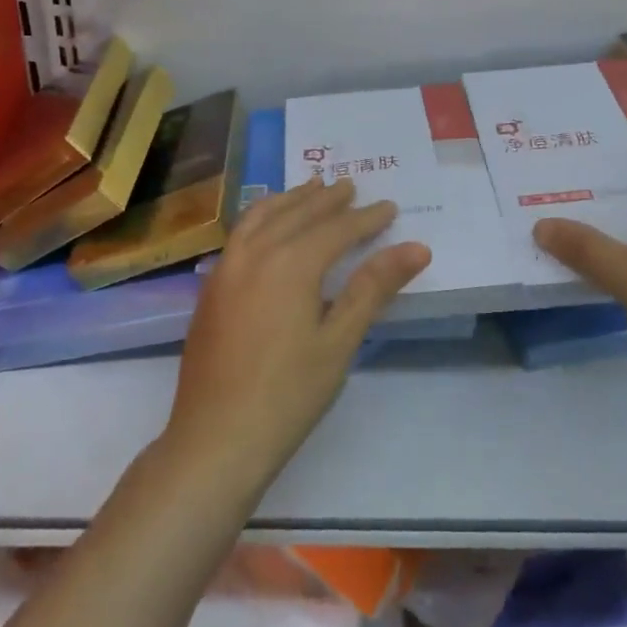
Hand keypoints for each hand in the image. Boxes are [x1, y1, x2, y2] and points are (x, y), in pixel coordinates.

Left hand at [165, 177, 430, 491]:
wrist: (215, 440)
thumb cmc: (287, 395)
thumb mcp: (339, 341)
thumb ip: (373, 288)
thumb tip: (416, 247)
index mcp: (289, 264)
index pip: (335, 229)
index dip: (365, 218)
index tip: (389, 207)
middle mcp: (253, 254)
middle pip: (295, 214)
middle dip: (326, 199)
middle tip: (350, 186)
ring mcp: (224, 270)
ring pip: (260, 217)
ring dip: (289, 200)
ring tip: (310, 188)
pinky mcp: (210, 289)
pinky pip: (240, 234)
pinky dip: (261, 217)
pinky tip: (268, 227)